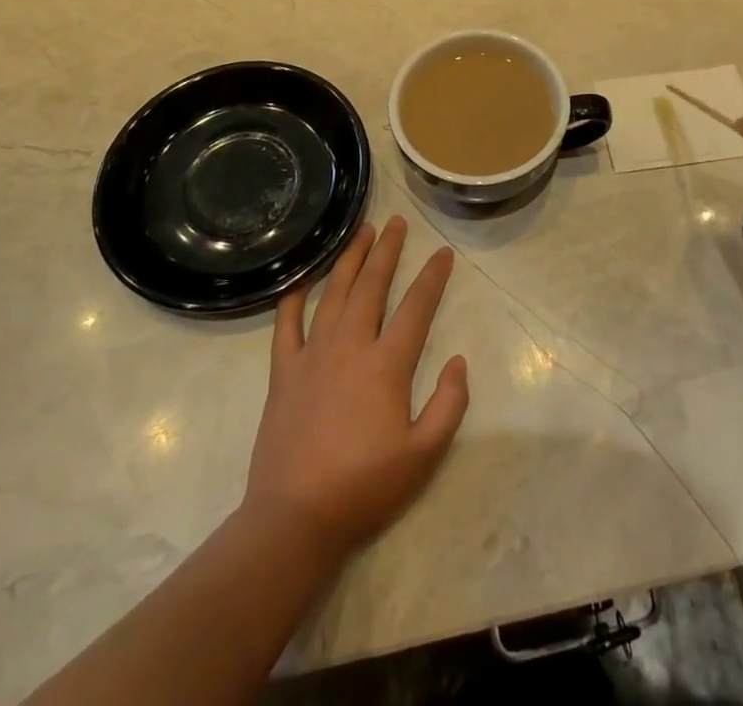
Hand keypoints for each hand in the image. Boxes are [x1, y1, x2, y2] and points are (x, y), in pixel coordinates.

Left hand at [242, 217, 468, 559]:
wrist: (295, 519)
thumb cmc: (364, 487)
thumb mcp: (424, 455)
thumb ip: (449, 405)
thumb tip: (458, 361)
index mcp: (386, 364)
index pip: (416, 307)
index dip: (433, 277)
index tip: (443, 253)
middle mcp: (350, 346)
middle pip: (371, 286)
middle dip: (387, 250)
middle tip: (397, 222)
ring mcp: (312, 355)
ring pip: (333, 293)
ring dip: (349, 259)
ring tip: (361, 232)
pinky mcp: (283, 372)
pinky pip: (287, 323)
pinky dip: (295, 296)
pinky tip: (303, 278)